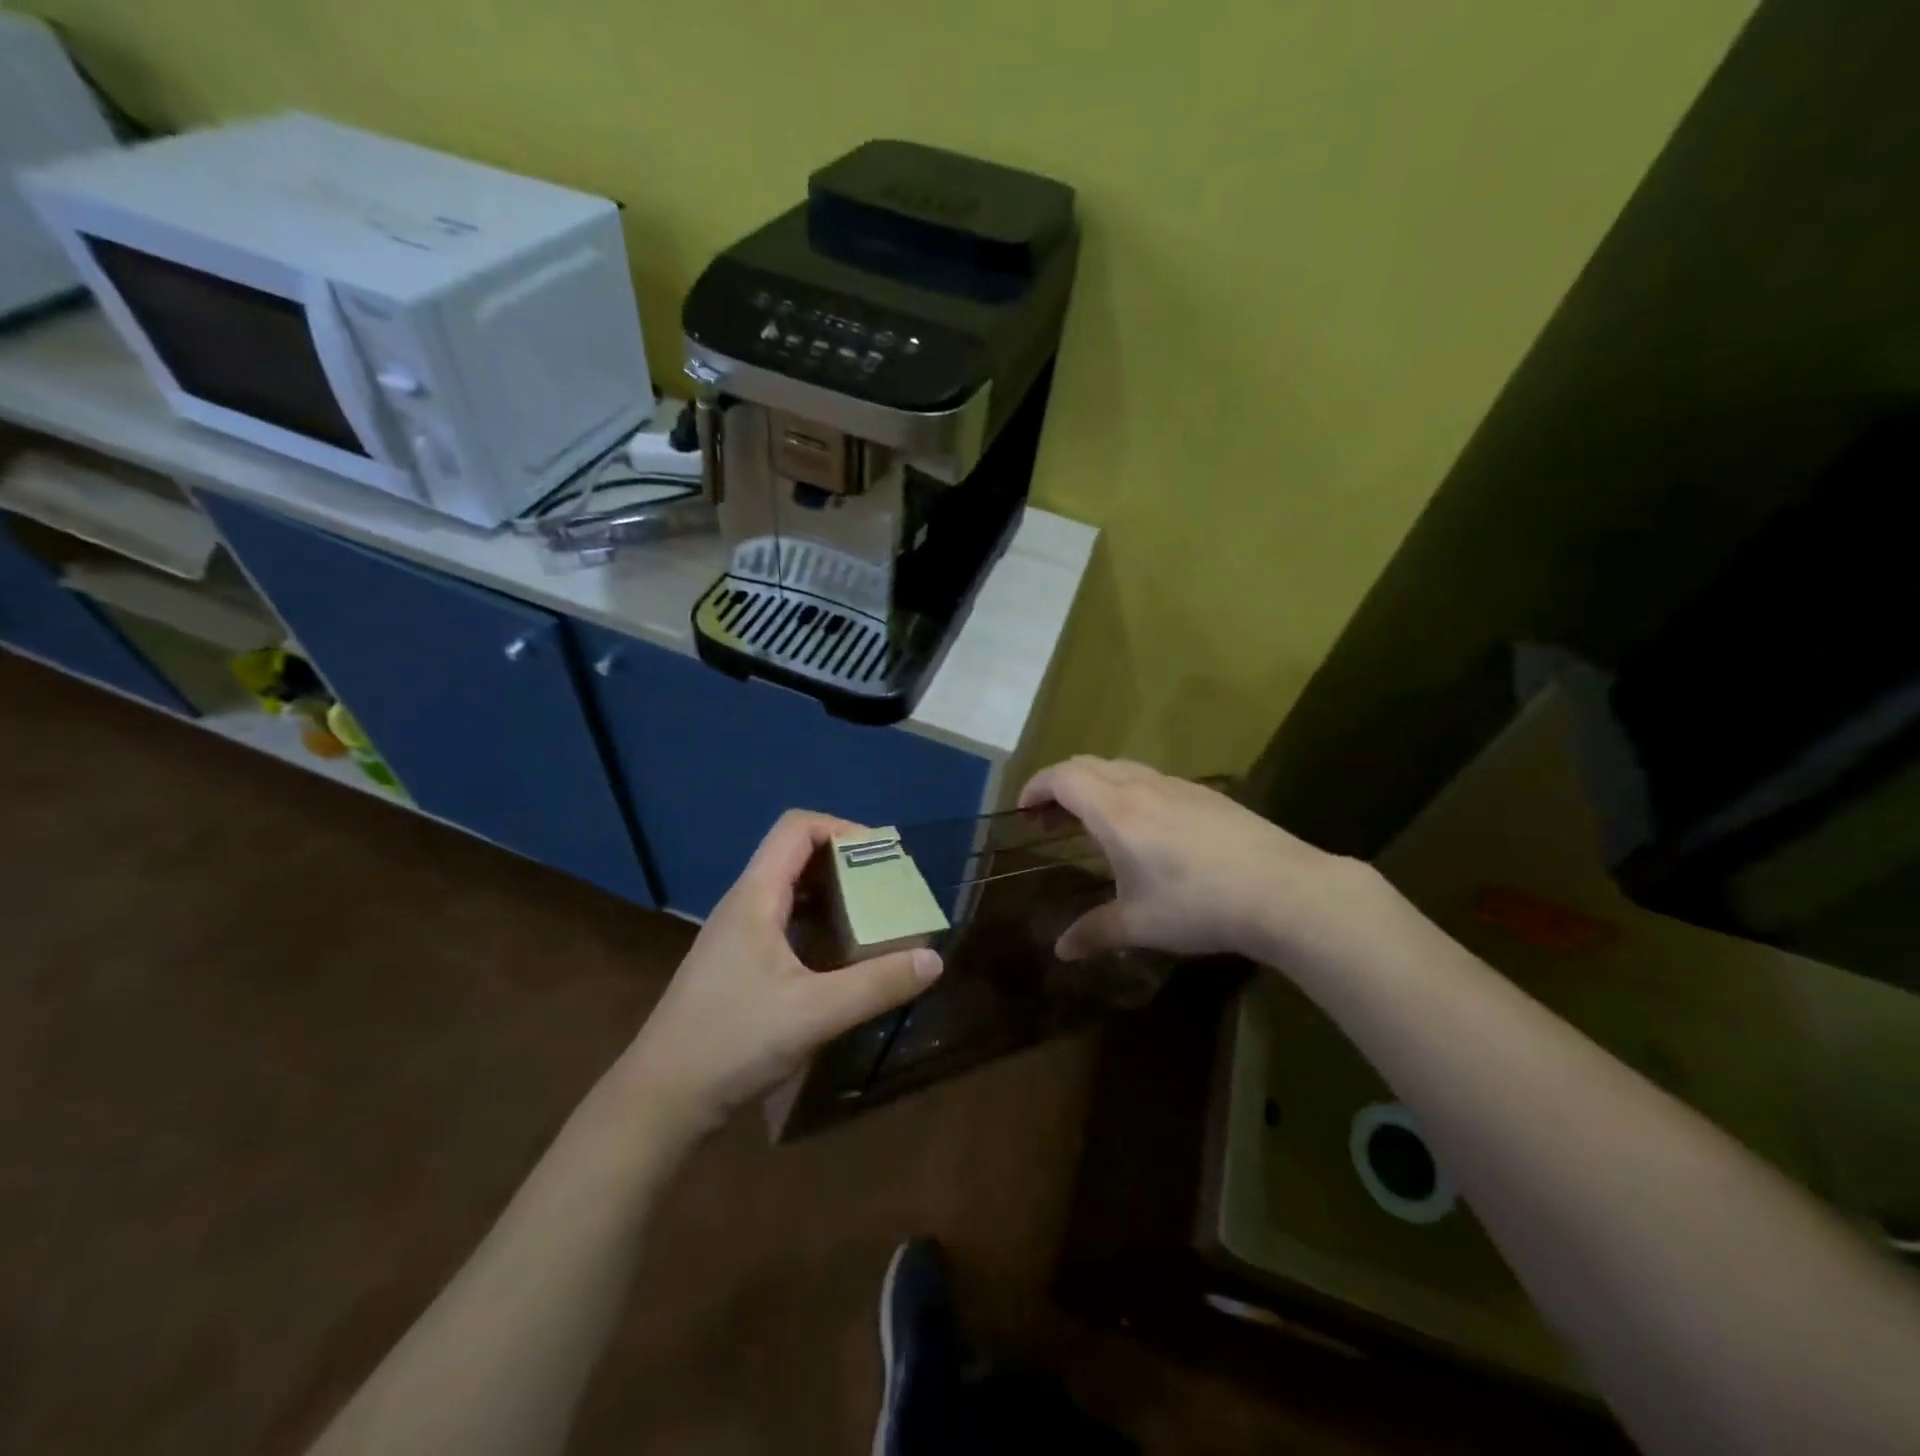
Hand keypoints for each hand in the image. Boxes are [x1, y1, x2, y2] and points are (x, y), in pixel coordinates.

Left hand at [620, 811, 941, 1135]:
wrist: (660, 1100)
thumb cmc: (732, 1043)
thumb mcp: (814, 1014)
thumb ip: (876, 984)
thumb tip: (933, 959)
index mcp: (755, 896)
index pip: (797, 828)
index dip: (843, 828)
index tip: (883, 858)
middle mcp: (743, 904)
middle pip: (795, 855)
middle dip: (846, 862)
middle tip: (888, 889)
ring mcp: (736, 934)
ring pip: (789, 890)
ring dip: (832, 893)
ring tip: (872, 918)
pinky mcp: (736, 963)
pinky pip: (783, 921)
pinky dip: (817, 923)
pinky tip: (838, 957)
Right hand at [1019, 756, 1368, 963]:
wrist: (1282, 890)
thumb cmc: (1198, 905)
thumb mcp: (1139, 924)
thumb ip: (1094, 932)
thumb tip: (1061, 952)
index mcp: (1115, 811)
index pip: (1062, 778)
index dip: (1035, 787)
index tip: (1024, 811)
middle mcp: (1141, 787)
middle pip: (1087, 765)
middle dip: (1059, 785)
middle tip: (1050, 820)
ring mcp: (1177, 786)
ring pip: (1120, 767)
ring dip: (1094, 785)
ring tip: (1091, 822)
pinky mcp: (1205, 795)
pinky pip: (1149, 779)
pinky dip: (1125, 790)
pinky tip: (1143, 828)